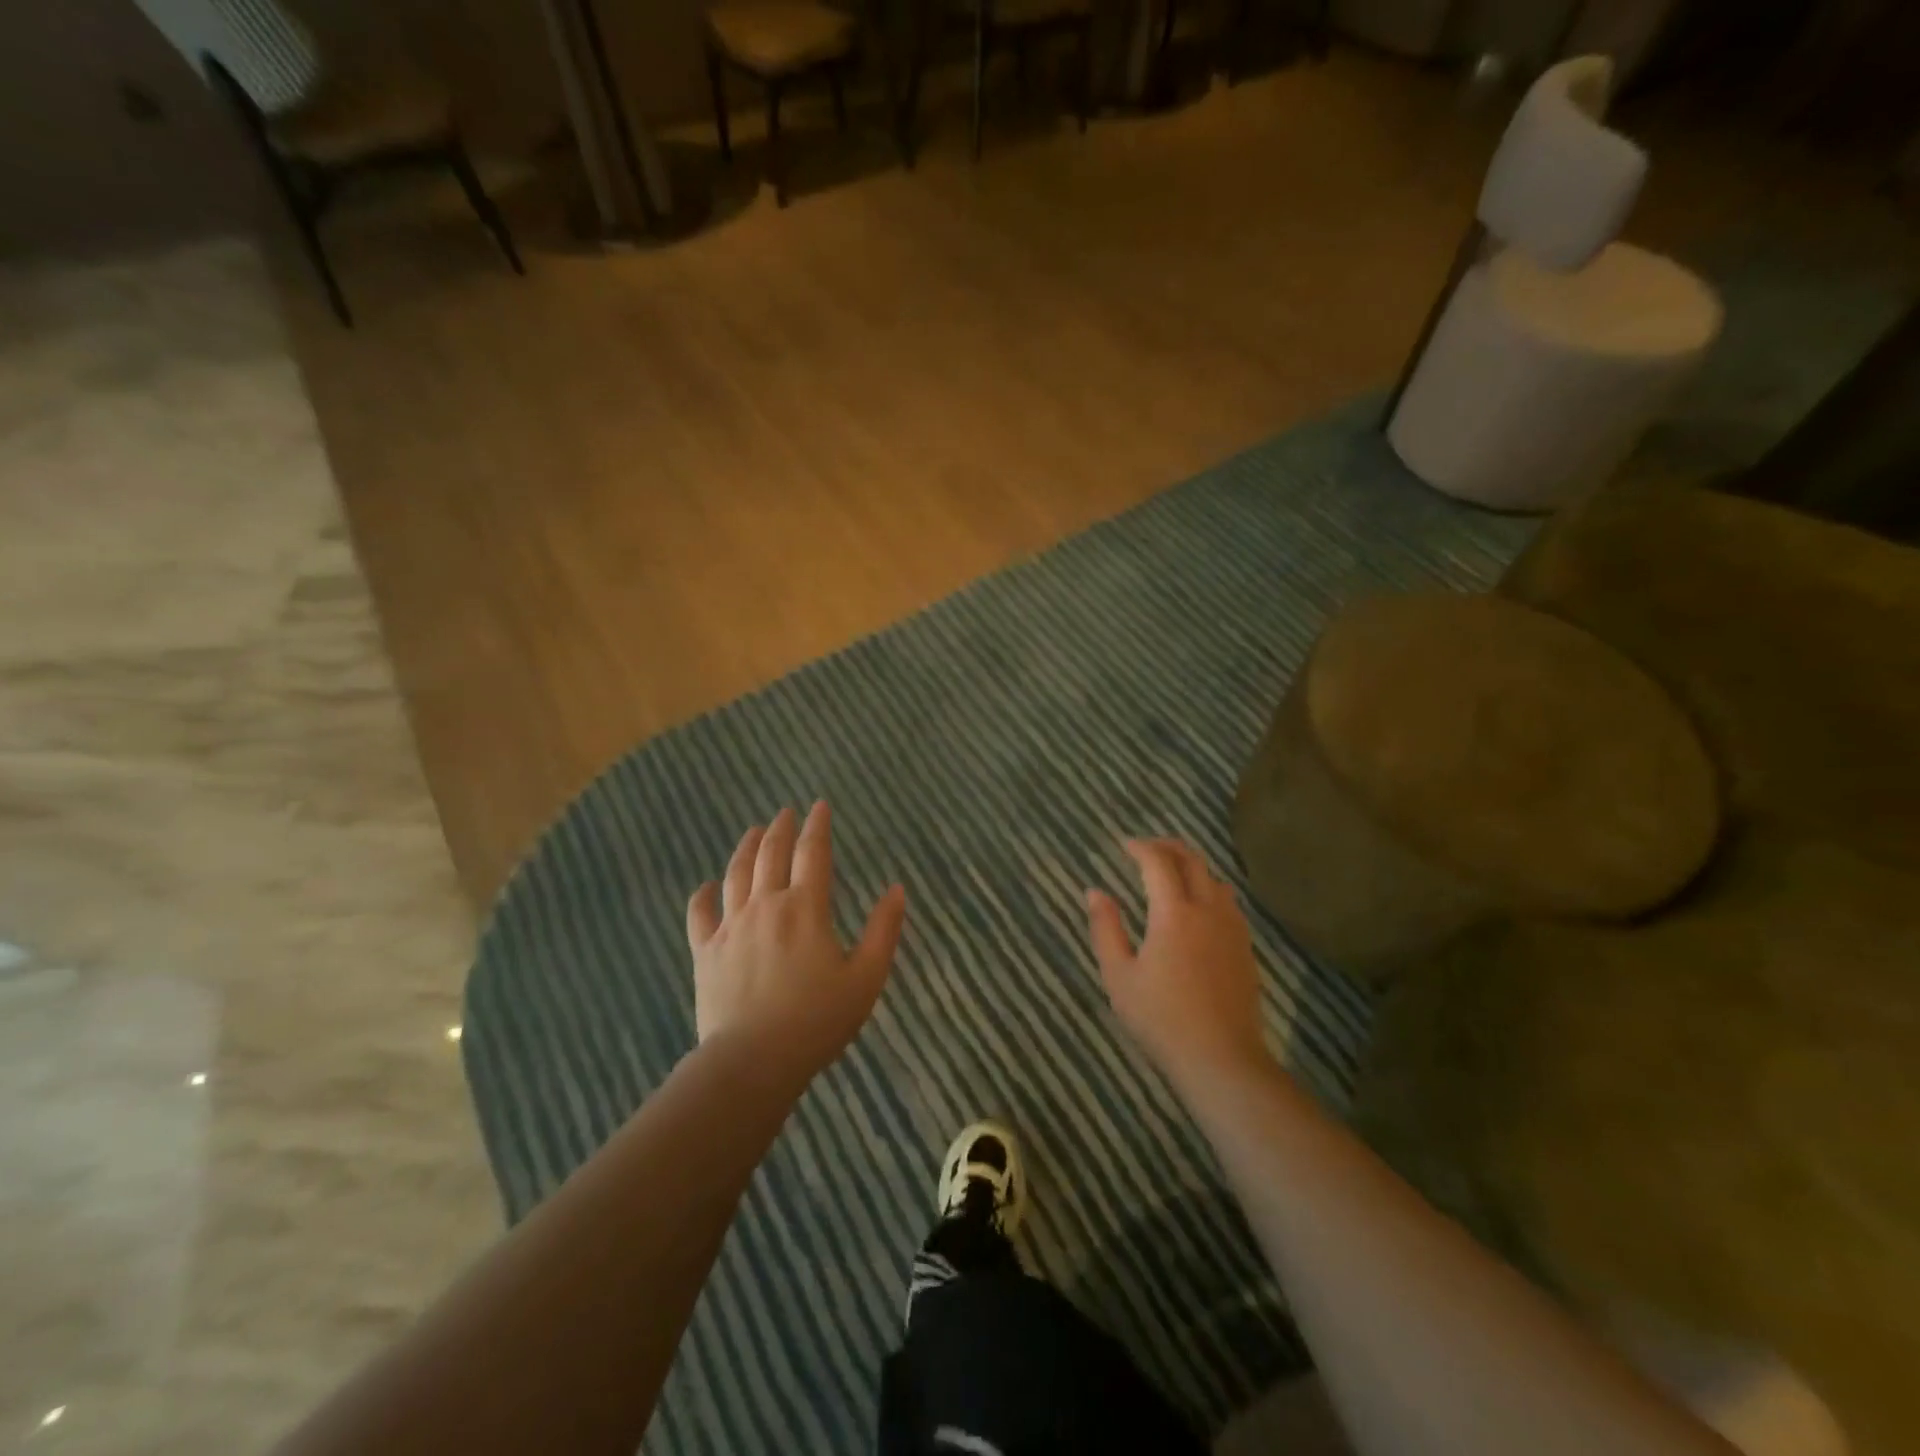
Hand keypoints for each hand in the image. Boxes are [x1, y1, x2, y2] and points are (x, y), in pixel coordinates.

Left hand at [686, 802, 906, 1086]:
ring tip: (753, 831)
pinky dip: (704, 894)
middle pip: (771, 854)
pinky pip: (700, 913)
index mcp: (805, 909)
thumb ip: (884, 931)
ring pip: (736, 874)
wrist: (752, 1062)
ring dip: (746, 848)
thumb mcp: (866, 978)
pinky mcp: (705, 951)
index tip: (820, 806)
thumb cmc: (817, 1021)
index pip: (813, 853)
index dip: (818, 826)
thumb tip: (897, 890)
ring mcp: (731, 927)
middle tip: (786, 812)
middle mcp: (766, 906)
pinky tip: (707, 885)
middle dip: (781, 828)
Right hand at [1086, 839, 1270, 1087]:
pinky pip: (1228, 901)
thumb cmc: (1161, 1018)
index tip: (1123, 844)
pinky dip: (1208, 887)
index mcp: (1174, 913)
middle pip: (1192, 861)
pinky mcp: (1244, 947)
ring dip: (1191, 865)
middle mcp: (1207, 910)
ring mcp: (1232, 928)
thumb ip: (1105, 928)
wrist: (1221, 1058)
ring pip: (1214, 878)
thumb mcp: (1119, 975)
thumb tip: (1095, 892)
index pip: (1158, 863)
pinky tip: (1197, 905)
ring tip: (1170, 871)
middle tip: (1145, 848)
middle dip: (1167, 846)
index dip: (1140, 847)